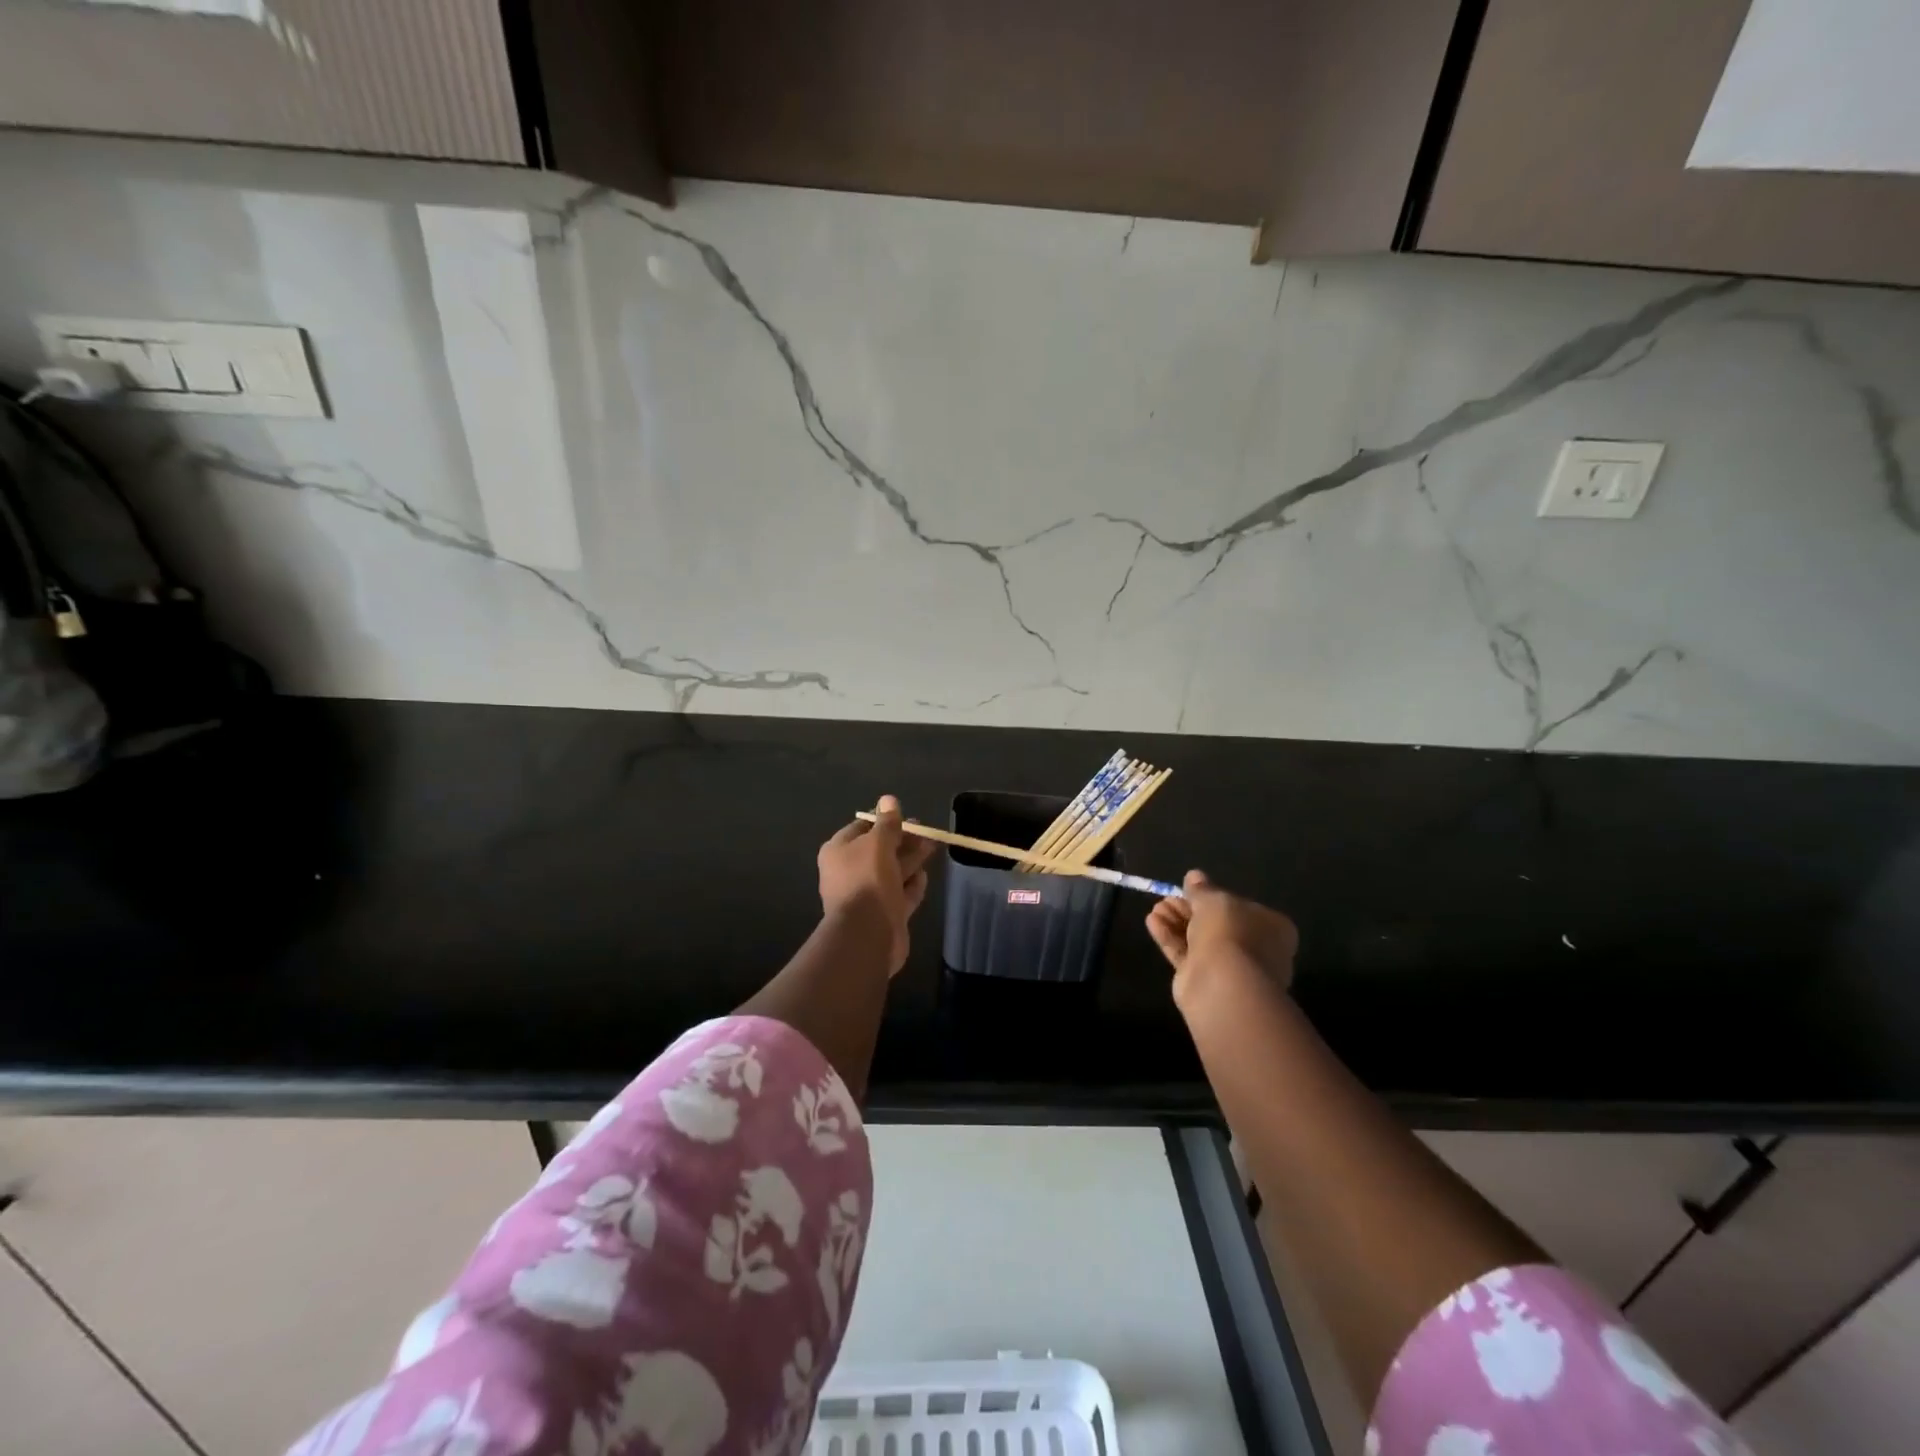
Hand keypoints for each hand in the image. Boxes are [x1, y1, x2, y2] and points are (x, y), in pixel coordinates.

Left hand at [817, 795, 934, 975]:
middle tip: (926, 832)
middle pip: (879, 850)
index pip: (862, 828)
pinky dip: (912, 885)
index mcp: (838, 851)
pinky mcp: (883, 914)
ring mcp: (866, 895)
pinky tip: (924, 875)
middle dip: (902, 840)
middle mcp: (848, 872)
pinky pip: (900, 894)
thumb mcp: (878, 843)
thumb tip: (889, 799)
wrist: (867, 933)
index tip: (906, 817)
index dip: (884, 821)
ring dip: (910, 860)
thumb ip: (887, 823)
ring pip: (891, 871)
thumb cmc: (868, 879)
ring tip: (932, 847)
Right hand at [1146, 870, 1297, 1004]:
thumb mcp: (1214, 900)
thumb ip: (1202, 889)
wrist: (1223, 984)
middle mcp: (1254, 948)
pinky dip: (1170, 937)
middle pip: (1217, 923)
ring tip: (1157, 907)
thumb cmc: (1230, 932)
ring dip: (1176, 921)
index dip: (1216, 898)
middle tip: (1168, 897)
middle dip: (1189, 909)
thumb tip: (1194, 877)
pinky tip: (1152, 922)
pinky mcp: (1204, 980)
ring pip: (1199, 938)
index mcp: (1271, 927)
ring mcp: (1230, 967)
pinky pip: (1186, 953)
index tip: (1192, 890)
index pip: (1242, 908)